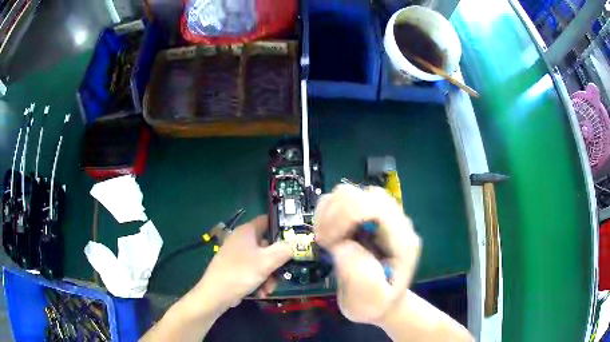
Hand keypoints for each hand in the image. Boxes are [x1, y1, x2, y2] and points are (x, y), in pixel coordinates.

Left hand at [195, 215, 291, 309]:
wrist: (216, 294)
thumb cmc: (241, 273)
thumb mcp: (267, 261)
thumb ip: (284, 250)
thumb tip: (296, 243)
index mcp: (247, 231)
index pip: (268, 220)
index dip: (282, 227)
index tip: (295, 239)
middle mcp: (241, 239)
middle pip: (267, 245)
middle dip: (277, 262)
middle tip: (283, 273)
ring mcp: (237, 254)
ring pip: (262, 260)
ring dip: (269, 275)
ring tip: (269, 289)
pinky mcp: (235, 267)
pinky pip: (253, 269)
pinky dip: (260, 280)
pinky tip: (262, 292)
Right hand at [314, 185, 420, 324]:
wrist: (383, 301)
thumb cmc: (377, 304)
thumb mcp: (371, 301)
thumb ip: (361, 277)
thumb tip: (343, 246)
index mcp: (402, 240)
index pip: (375, 207)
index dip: (345, 218)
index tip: (329, 244)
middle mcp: (394, 222)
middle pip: (361, 194)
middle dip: (335, 216)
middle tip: (325, 243)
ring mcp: (380, 217)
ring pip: (350, 193)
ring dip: (329, 213)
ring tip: (326, 239)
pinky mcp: (365, 218)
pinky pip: (342, 201)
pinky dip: (327, 213)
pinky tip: (326, 234)